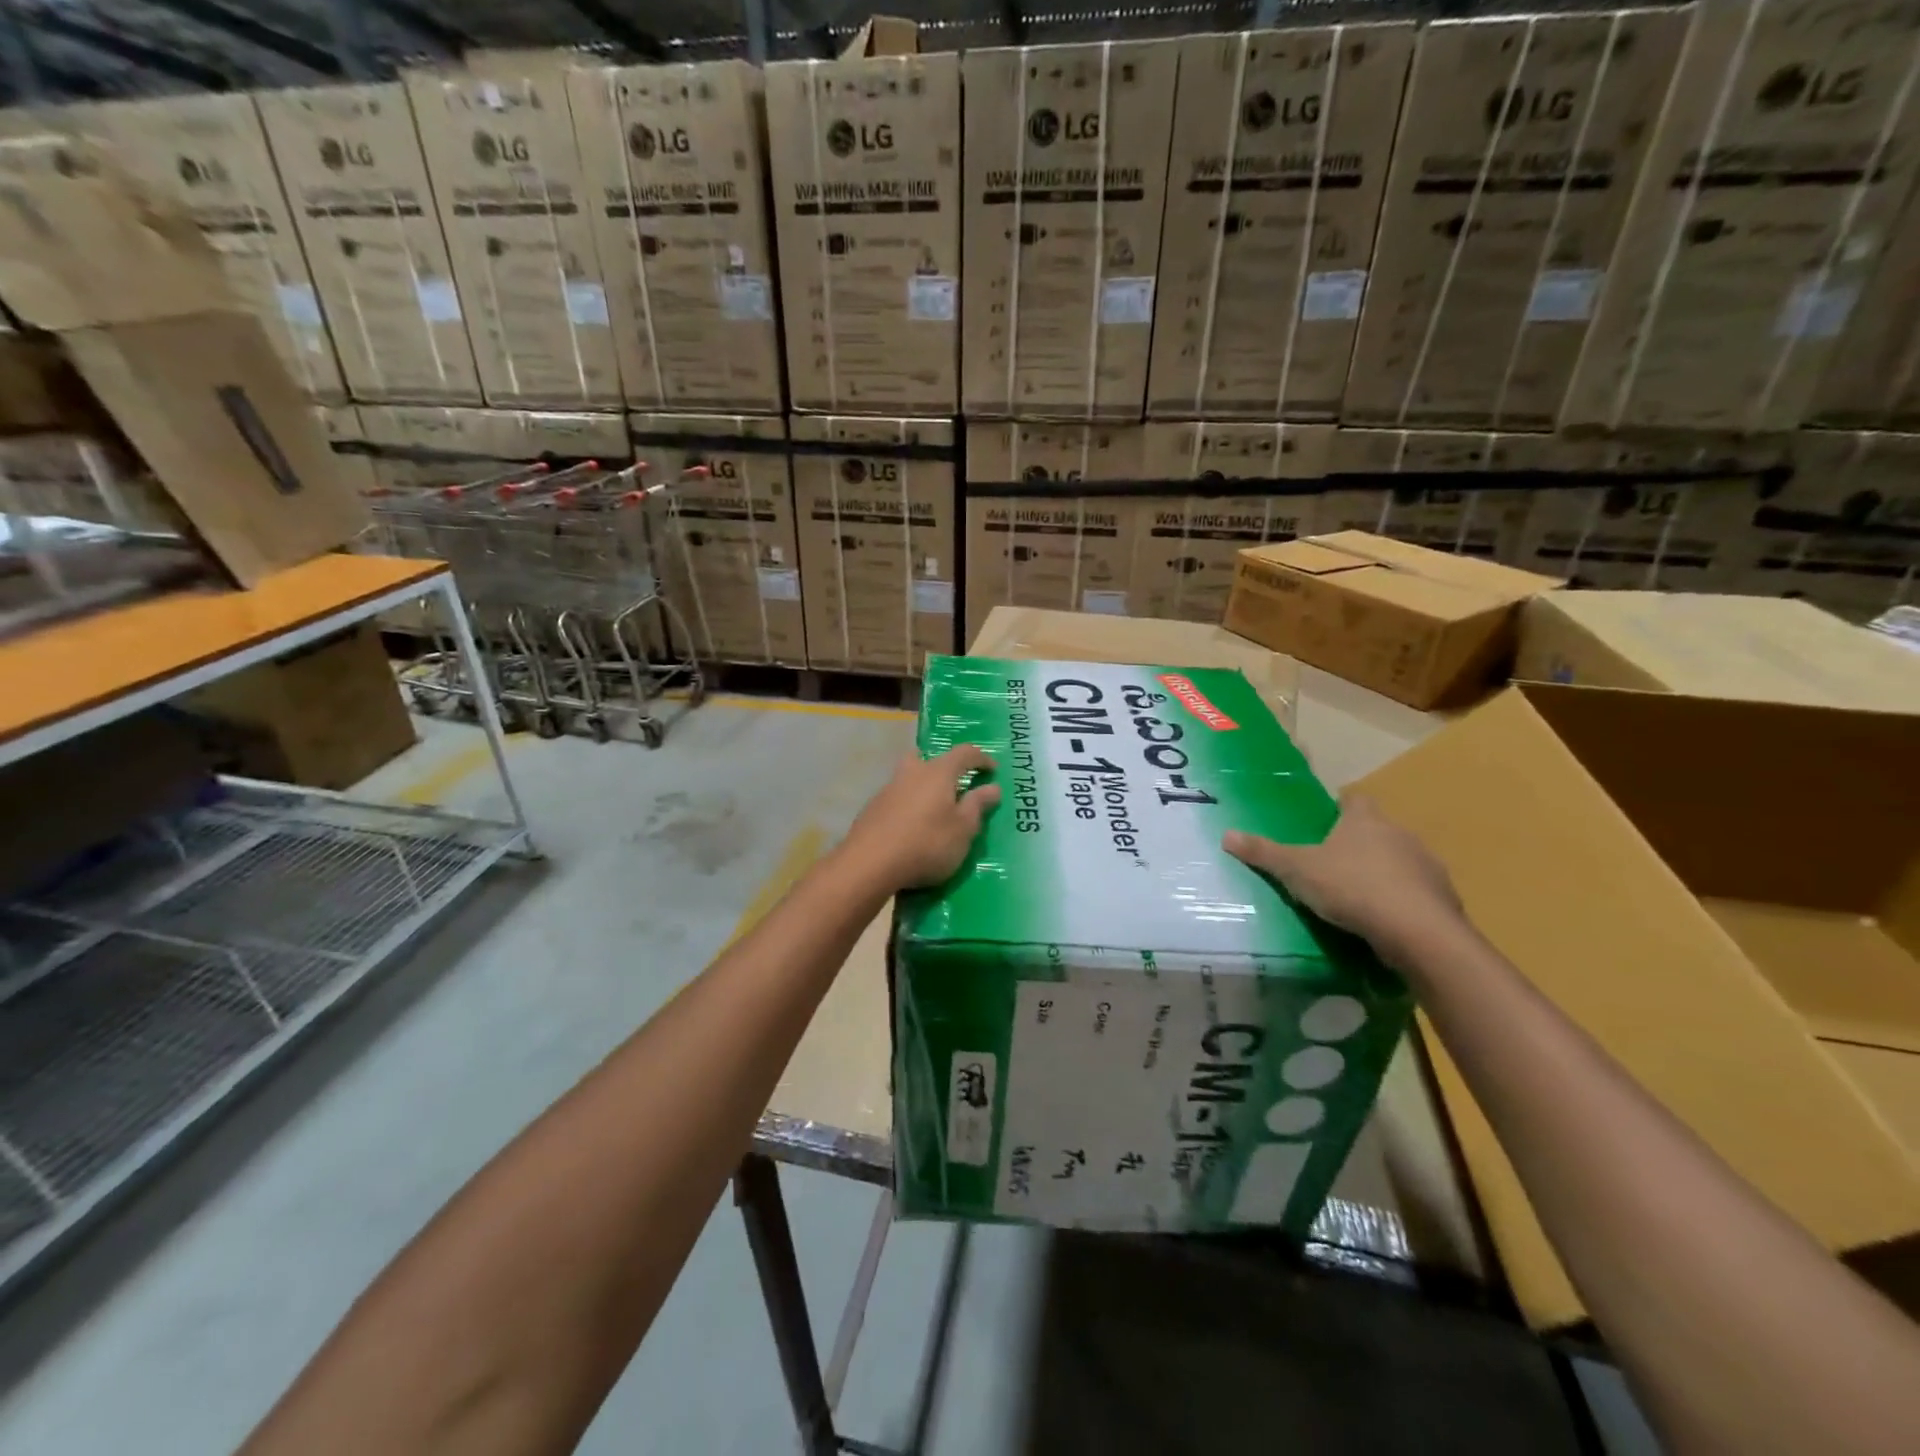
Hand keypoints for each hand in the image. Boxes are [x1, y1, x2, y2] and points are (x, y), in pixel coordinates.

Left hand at [837, 744, 1000, 894]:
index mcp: (938, 772)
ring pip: (910, 777)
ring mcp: (888, 789)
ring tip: (935, 810)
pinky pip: (897, 798)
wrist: (869, 863)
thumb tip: (992, 787)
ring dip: (924, 787)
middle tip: (955, 785)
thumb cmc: (926, 844)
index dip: (981, 758)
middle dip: (944, 767)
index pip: (964, 753)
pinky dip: (909, 805)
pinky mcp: (872, 809)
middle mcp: (912, 772)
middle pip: (929, 759)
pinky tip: (911, 827)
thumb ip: (977, 806)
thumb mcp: (963, 830)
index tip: (992, 770)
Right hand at [1224, 796, 1464, 969]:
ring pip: (1399, 861)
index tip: (1325, 822)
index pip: (1354, 799)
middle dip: (1358, 843)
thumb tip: (1226, 834)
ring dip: (1383, 872)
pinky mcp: (1443, 898)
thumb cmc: (1352, 887)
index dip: (1340, 808)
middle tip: (1331, 863)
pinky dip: (1401, 901)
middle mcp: (1400, 834)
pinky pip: (1416, 893)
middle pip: (1377, 830)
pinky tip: (1384, 921)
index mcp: (1365, 820)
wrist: (1418, 931)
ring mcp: (1426, 865)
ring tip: (1356, 896)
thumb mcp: (1297, 870)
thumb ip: (1264, 853)